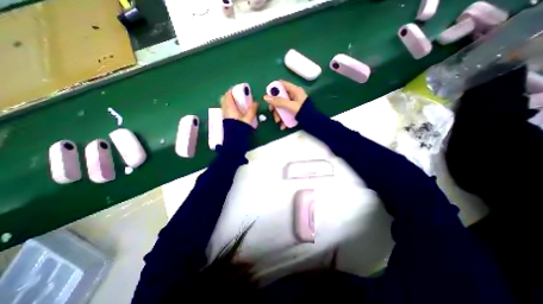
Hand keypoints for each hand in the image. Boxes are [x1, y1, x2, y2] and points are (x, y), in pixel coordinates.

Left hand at [220, 89, 258, 126]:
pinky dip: (229, 107)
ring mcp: (224, 114)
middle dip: (229, 96)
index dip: (232, 90)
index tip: (238, 89)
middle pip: (224, 98)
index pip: (228, 95)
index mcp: (230, 107)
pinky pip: (225, 109)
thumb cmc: (241, 128)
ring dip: (229, 102)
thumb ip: (252, 110)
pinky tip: (236, 111)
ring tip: (237, 104)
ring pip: (224, 104)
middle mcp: (225, 109)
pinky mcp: (225, 119)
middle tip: (237, 96)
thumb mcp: (248, 118)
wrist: (234, 139)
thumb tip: (256, 103)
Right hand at [265, 79, 306, 127]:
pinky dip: (283, 119)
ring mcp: (293, 104)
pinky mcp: (293, 111)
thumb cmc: (303, 111)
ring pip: (282, 106)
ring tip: (278, 121)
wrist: (313, 122)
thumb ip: (278, 102)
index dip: (274, 88)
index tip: (268, 95)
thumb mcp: (290, 106)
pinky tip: (283, 125)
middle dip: (275, 106)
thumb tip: (266, 97)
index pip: (282, 84)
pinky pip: (286, 113)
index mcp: (295, 90)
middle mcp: (294, 96)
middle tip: (272, 111)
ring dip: (278, 114)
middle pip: (280, 97)